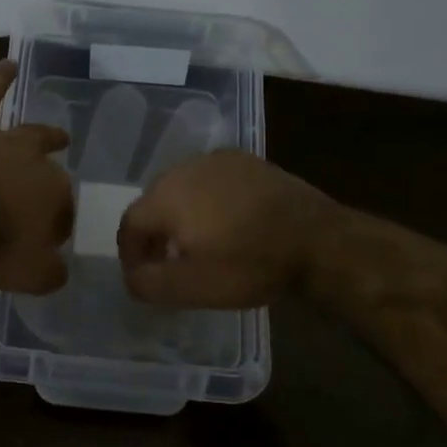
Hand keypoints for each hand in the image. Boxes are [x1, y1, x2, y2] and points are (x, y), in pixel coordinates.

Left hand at [0, 60, 73, 293]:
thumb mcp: (29, 275)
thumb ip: (51, 273)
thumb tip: (58, 269)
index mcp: (56, 196)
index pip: (63, 212)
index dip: (55, 229)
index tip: (44, 244)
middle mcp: (36, 163)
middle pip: (51, 173)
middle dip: (54, 185)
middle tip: (52, 198)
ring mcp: (3, 143)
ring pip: (30, 135)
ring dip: (46, 137)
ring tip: (58, 136)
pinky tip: (7, 63)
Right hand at [117, 151, 338, 307]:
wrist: (317, 240)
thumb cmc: (249, 264)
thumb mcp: (192, 287)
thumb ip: (149, 283)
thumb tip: (131, 276)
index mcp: (166, 196)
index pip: (130, 223)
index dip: (130, 253)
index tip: (142, 276)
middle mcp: (185, 168)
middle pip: (154, 202)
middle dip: (154, 233)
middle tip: (168, 262)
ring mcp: (218, 160)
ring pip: (183, 188)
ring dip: (181, 216)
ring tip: (198, 244)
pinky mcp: (247, 161)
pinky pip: (212, 180)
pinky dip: (208, 201)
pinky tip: (227, 222)